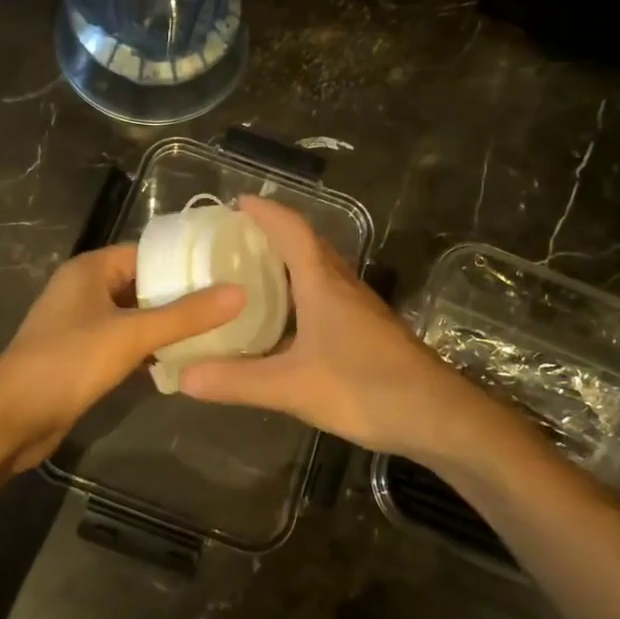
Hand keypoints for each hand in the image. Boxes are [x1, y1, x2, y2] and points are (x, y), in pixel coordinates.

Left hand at [0, 244, 244, 470]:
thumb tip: (238, 292)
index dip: (183, 261)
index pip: (146, 253)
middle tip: (226, 305)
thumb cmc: (69, 362)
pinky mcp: (80, 356)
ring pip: (133, 316)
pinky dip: (148, 348)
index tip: (224, 271)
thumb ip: (186, 315)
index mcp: (89, 269)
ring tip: (213, 331)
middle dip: (179, 295)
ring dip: (165, 324)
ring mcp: (79, 324)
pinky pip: (122, 343)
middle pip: (141, 284)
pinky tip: (179, 360)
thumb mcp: (132, 334)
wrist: (12, 417)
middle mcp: (83, 290)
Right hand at [178, 195, 491, 460]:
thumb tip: (183, 377)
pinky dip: (302, 293)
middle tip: (236, 239)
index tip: (239, 203)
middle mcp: (342, 286)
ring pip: (320, 271)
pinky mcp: (368, 329)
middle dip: (274, 234)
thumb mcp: (291, 387)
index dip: (266, 213)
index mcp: (322, 284)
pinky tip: (286, 321)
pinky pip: (328, 295)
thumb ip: (236, 381)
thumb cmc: (363, 387)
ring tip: (253, 274)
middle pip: (308, 245)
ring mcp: (360, 307)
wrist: (436, 415)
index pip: (293, 231)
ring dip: (290, 263)